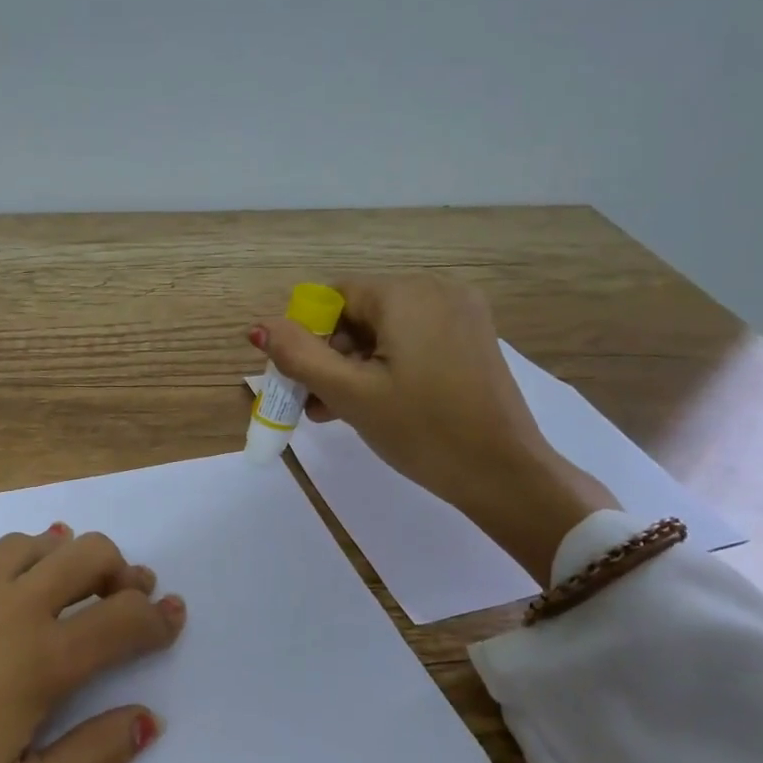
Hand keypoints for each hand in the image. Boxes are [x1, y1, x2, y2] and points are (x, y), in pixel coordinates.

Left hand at [0, 528, 182, 762]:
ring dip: (67, 558)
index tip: (172, 619)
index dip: (157, 618)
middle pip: (89, 553)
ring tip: (69, 591)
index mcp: (38, 658)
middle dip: (122, 569)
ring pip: (36, 540)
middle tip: (128, 596)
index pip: (123, 619)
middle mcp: (8, 603)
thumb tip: (146, 719)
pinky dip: (12, 561)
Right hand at [250, 274, 617, 581]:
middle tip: (317, 403)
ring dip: (355, 365)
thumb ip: (299, 355)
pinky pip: (413, 340)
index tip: (303, 379)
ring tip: (338, 411)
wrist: (503, 473)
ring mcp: (461, 314)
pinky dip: (387, 365)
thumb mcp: (350, 394)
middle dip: (331, 354)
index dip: (308, 334)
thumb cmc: (421, 430)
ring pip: (385, 330)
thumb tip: (259, 325)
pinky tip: (374, 403)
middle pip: (360, 312)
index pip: (334, 296)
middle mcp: (437, 289)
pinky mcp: (472, 339)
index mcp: (407, 293)